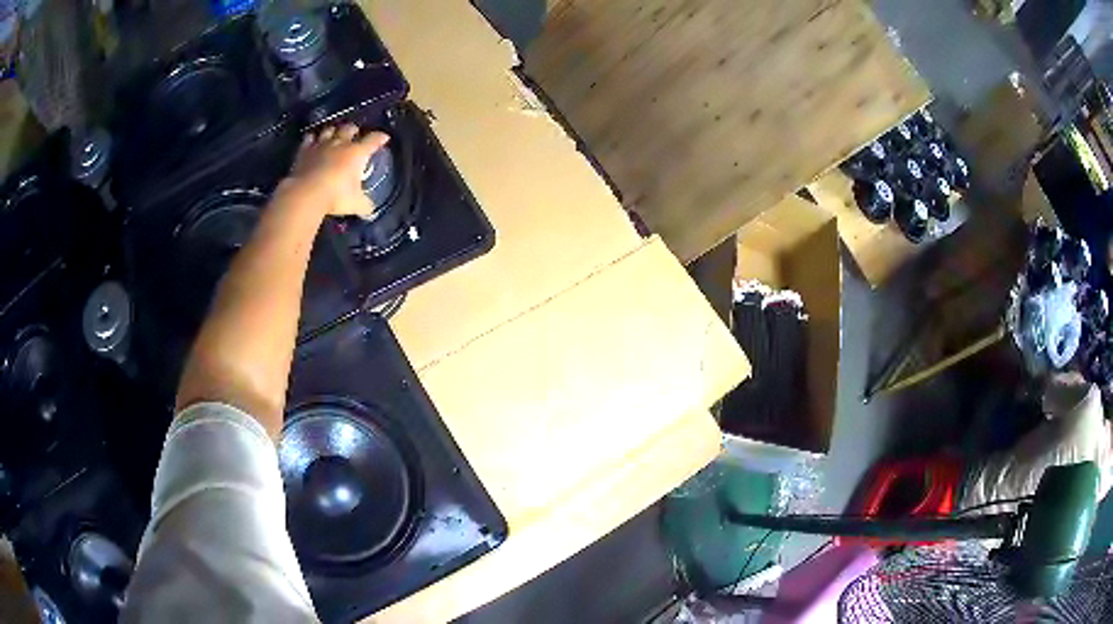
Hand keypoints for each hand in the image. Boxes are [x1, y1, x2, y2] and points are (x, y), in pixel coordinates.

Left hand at [283, 124, 389, 216]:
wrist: (306, 194)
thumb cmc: (336, 196)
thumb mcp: (356, 204)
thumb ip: (364, 205)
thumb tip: (370, 211)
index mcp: (357, 153)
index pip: (373, 140)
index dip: (380, 138)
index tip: (384, 138)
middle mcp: (340, 144)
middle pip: (349, 129)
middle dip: (354, 129)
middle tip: (355, 133)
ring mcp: (321, 146)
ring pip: (329, 130)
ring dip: (333, 131)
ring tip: (334, 133)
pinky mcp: (304, 152)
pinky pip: (308, 139)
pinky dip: (312, 138)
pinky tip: (312, 139)